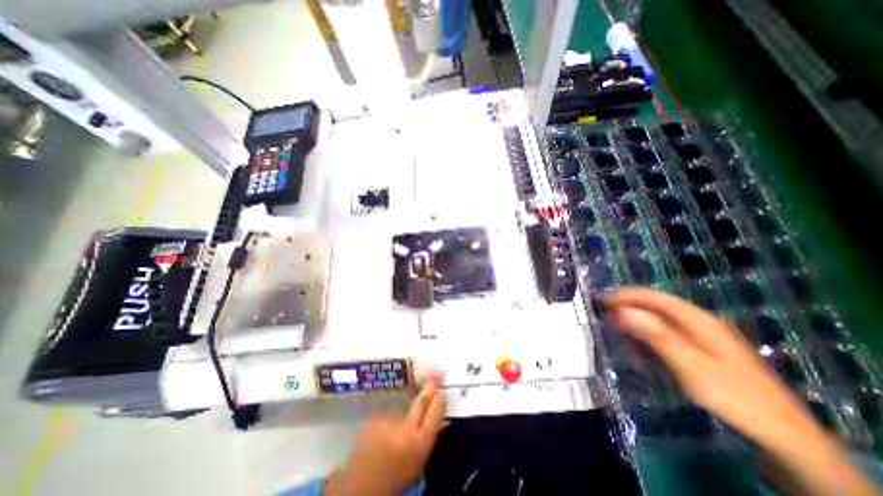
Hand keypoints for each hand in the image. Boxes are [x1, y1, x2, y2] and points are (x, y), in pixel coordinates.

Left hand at [323, 375, 445, 494]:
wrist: (360, 486)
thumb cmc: (396, 477)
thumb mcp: (418, 463)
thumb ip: (429, 438)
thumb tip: (444, 420)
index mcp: (419, 444)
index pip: (434, 414)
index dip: (439, 401)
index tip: (443, 390)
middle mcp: (405, 429)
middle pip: (421, 401)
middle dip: (431, 385)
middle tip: (437, 371)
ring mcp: (388, 421)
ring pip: (403, 407)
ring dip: (404, 411)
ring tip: (396, 429)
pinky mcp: (374, 418)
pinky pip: (389, 413)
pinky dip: (390, 419)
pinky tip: (384, 431)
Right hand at [604, 288, 871, 495]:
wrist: (783, 435)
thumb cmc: (734, 396)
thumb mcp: (691, 365)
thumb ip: (657, 336)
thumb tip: (624, 312)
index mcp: (699, 320)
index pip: (656, 297)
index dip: (628, 295)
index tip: (603, 298)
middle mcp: (699, 322)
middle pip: (657, 306)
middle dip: (628, 305)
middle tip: (603, 311)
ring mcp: (701, 336)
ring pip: (660, 319)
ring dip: (635, 319)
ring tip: (613, 324)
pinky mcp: (699, 350)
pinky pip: (666, 334)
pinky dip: (646, 334)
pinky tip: (637, 342)